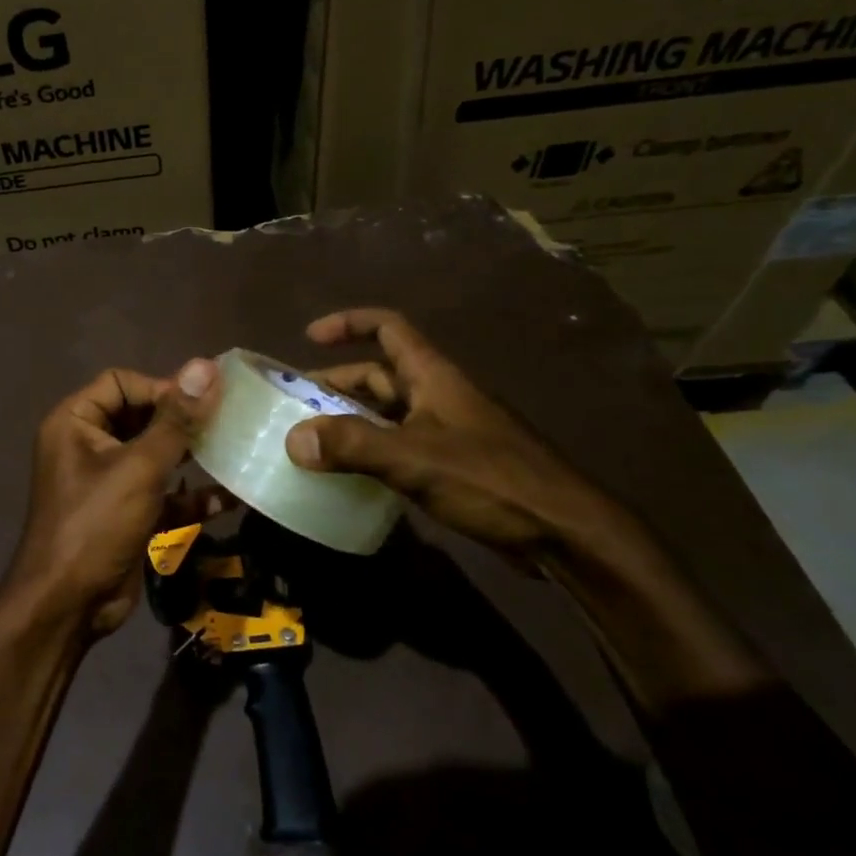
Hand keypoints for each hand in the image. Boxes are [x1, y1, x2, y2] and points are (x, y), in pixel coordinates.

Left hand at [4, 360, 220, 637]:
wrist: (68, 605)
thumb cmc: (96, 523)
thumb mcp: (139, 467)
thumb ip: (175, 420)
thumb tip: (206, 366)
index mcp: (76, 422)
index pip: (121, 383)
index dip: (161, 388)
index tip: (203, 403)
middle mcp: (88, 445)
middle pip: (140, 417)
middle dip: (181, 422)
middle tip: (225, 423)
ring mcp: (107, 481)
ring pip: (154, 456)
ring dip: (190, 456)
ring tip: (232, 452)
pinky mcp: (125, 513)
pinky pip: (160, 493)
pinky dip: (187, 495)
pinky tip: (226, 499)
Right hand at [284, 309, 647, 562]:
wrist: (563, 531)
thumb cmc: (490, 479)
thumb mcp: (413, 458)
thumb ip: (352, 446)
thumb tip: (292, 440)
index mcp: (433, 376)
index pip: (388, 328)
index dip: (349, 324)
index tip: (309, 337)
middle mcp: (438, 395)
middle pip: (379, 375)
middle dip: (336, 384)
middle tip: (295, 405)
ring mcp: (446, 431)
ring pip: (387, 414)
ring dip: (349, 421)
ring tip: (310, 440)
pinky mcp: (452, 466)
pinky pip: (398, 446)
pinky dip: (369, 452)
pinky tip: (348, 474)